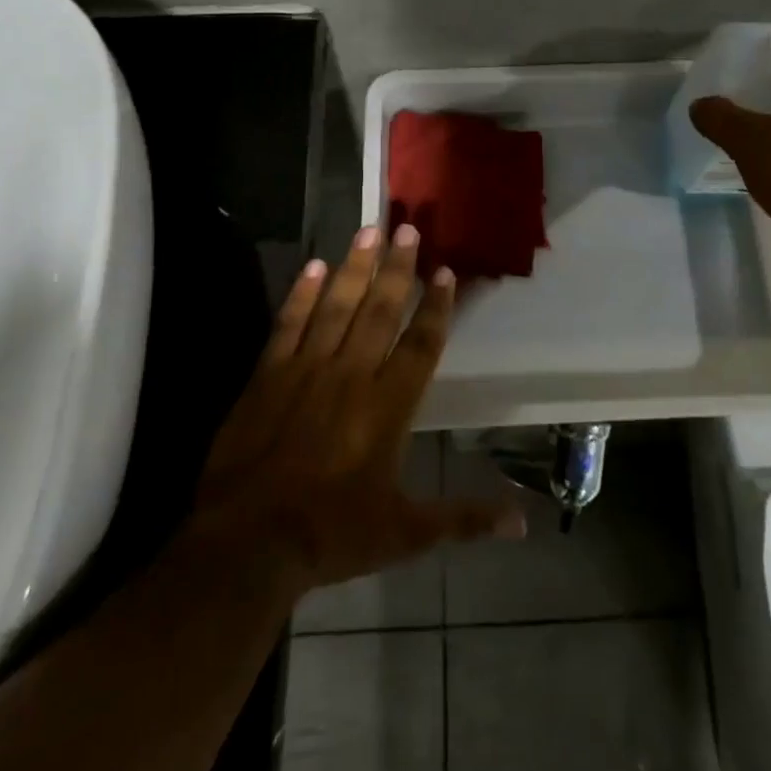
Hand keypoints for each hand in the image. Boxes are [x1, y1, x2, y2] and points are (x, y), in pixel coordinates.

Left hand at [182, 225, 524, 603]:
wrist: (248, 542)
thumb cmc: (333, 534)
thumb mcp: (406, 533)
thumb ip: (464, 519)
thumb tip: (523, 524)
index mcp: (388, 407)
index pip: (420, 345)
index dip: (436, 308)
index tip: (445, 272)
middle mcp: (351, 376)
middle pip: (380, 312)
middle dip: (398, 269)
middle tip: (409, 228)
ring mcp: (306, 370)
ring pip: (337, 307)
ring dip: (355, 268)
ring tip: (369, 231)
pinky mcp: (267, 376)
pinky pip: (289, 325)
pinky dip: (301, 295)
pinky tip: (313, 266)